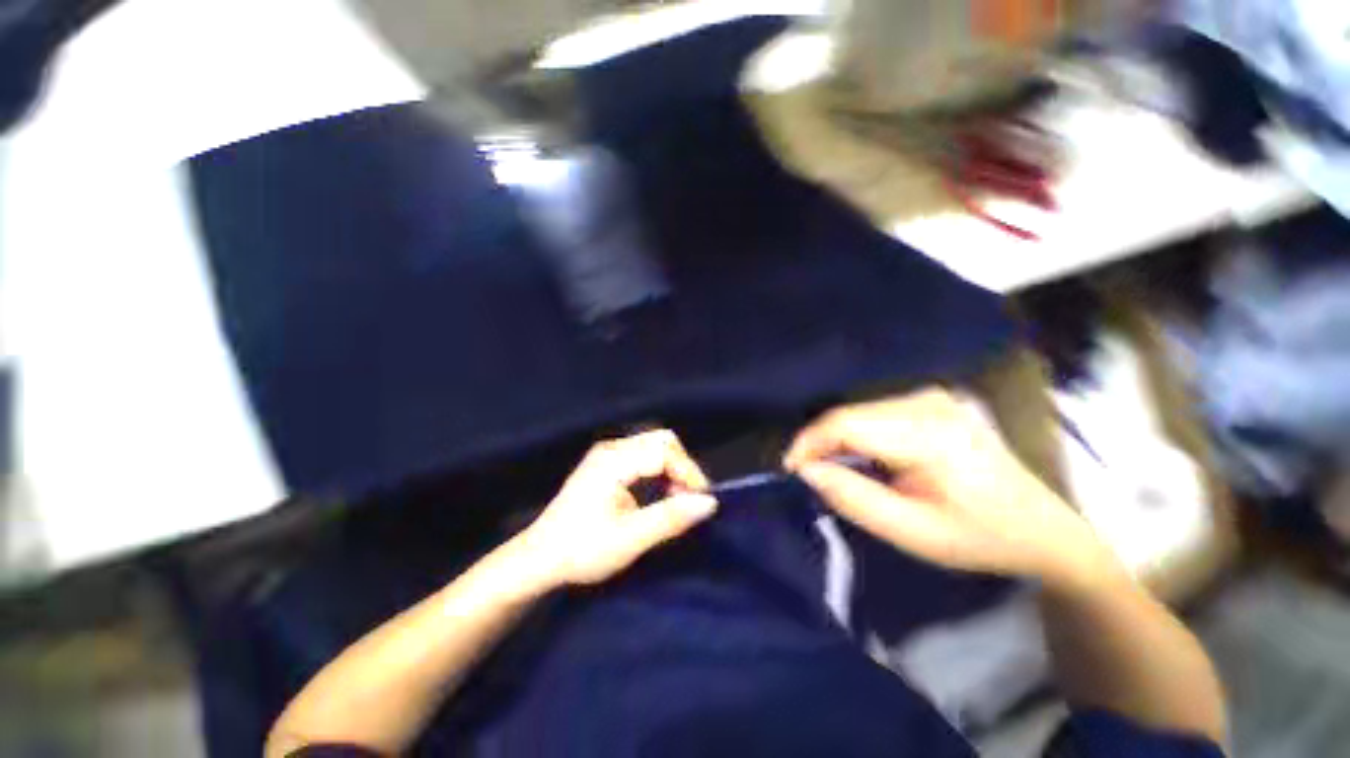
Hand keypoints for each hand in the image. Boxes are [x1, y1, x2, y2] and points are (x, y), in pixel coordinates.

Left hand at [519, 430, 717, 586]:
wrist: (538, 558)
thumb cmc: (581, 550)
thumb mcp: (629, 539)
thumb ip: (670, 518)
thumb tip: (709, 503)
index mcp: (613, 461)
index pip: (663, 451)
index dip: (688, 472)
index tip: (701, 501)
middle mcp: (611, 449)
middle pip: (661, 441)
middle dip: (682, 466)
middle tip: (689, 499)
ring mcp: (607, 453)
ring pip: (654, 446)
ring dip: (672, 468)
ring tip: (677, 500)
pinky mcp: (607, 463)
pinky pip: (644, 455)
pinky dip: (660, 471)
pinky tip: (660, 494)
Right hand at [785, 389, 1120, 591]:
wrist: (1041, 527)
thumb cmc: (978, 537)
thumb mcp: (911, 532)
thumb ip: (853, 498)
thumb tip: (808, 470)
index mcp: (930, 435)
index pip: (846, 423)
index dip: (809, 443)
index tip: (790, 469)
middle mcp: (929, 402)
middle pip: (850, 414)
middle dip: (820, 443)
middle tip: (807, 474)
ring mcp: (932, 396)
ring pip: (859, 411)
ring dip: (837, 438)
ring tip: (831, 468)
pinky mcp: (931, 400)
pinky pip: (875, 412)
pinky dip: (857, 433)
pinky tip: (860, 456)